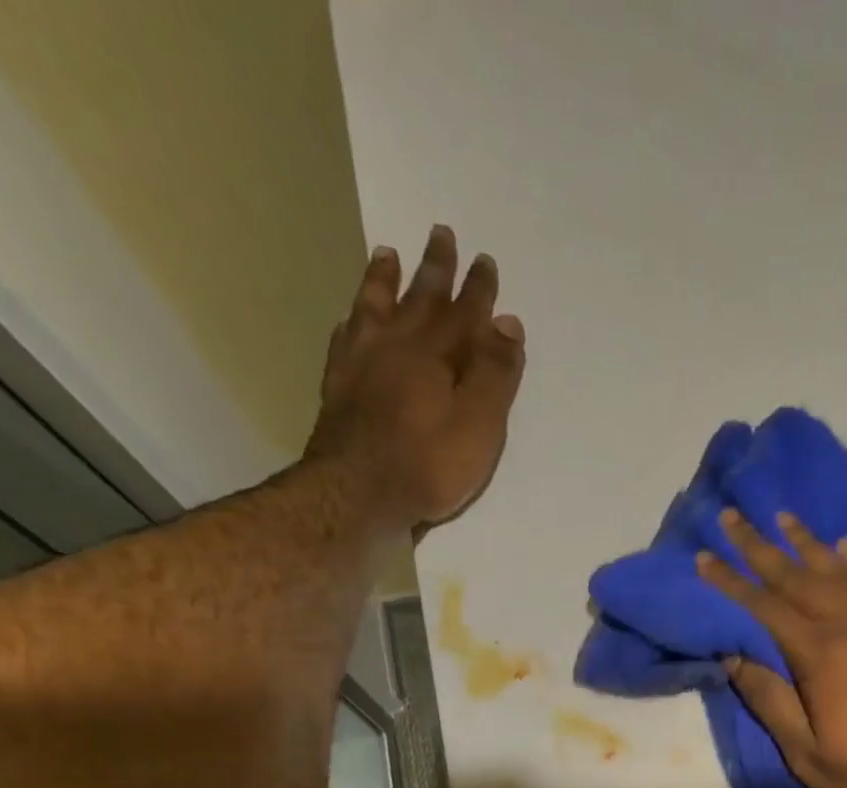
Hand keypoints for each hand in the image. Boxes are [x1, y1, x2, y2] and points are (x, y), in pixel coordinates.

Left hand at [306, 225, 526, 527]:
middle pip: (420, 299)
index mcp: (436, 355)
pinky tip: (352, 317)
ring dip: (385, 281)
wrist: (359, 493)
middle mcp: (397, 347)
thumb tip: (506, 323)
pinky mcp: (339, 386)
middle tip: (441, 234)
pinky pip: (346, 338)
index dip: (478, 289)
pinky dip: (353, 320)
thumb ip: (494, 374)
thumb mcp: (480, 424)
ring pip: (375, 308)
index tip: (485, 261)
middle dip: (435, 269)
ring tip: (387, 254)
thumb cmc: (430, 464)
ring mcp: (362, 363)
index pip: (464, 313)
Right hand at [698, 509, 846, 787]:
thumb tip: (734, 656)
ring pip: (841, 567)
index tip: (704, 555)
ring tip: (782, 517)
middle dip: (759, 546)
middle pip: (797, 575)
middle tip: (732, 516)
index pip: (763, 606)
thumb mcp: (811, 758)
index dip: (729, 580)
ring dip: (807, 542)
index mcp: (821, 654)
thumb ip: (772, 702)